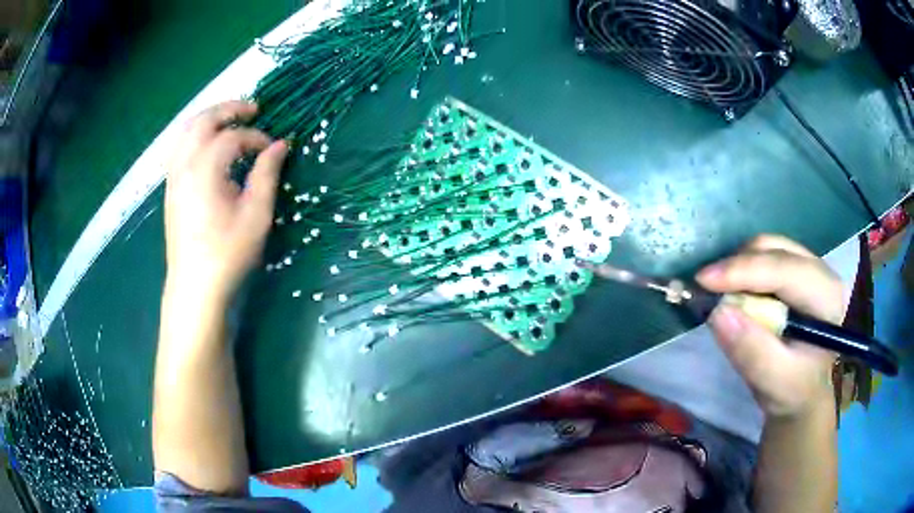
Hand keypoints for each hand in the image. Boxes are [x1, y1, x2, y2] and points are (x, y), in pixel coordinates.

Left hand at [164, 101, 288, 303]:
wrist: (195, 287)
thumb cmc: (228, 253)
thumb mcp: (256, 215)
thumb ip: (267, 173)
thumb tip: (281, 145)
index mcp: (205, 168)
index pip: (233, 137)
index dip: (257, 138)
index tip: (274, 149)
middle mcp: (184, 164)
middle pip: (203, 120)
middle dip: (229, 109)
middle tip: (254, 109)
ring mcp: (173, 176)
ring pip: (187, 131)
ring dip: (209, 119)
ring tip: (230, 120)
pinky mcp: (171, 189)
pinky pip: (180, 148)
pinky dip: (196, 136)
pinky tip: (209, 147)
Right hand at [696, 235, 840, 418]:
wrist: (805, 393)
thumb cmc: (795, 392)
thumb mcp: (775, 382)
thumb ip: (752, 351)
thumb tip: (718, 313)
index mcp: (828, 298)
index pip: (786, 270)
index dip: (745, 270)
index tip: (703, 281)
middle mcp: (822, 272)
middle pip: (776, 250)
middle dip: (738, 266)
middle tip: (705, 290)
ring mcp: (810, 268)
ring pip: (769, 248)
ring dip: (739, 267)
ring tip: (719, 294)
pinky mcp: (797, 271)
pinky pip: (766, 256)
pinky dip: (744, 271)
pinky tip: (735, 293)